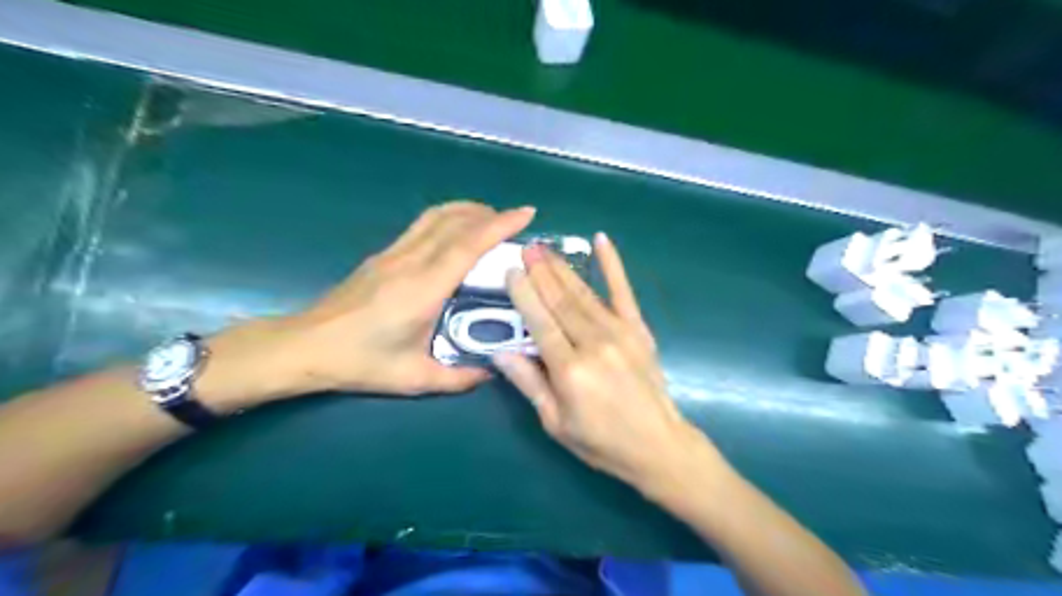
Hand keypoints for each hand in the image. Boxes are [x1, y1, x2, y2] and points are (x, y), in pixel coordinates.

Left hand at [205, 203, 539, 407]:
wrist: (306, 346)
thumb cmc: (360, 362)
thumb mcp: (414, 378)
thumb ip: (458, 378)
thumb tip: (491, 371)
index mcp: (424, 289)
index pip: (467, 245)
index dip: (499, 225)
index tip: (526, 213)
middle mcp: (411, 262)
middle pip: (455, 221)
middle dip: (489, 213)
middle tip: (515, 221)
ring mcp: (394, 254)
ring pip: (436, 217)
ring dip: (467, 210)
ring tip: (490, 219)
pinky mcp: (383, 255)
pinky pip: (422, 225)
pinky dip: (447, 218)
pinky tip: (455, 232)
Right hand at [500, 235, 722, 490]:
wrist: (658, 445)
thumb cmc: (601, 441)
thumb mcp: (555, 423)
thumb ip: (529, 384)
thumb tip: (500, 352)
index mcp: (570, 370)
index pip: (540, 322)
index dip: (524, 295)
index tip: (511, 270)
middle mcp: (593, 344)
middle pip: (560, 302)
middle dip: (541, 272)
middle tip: (525, 248)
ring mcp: (620, 333)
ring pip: (584, 294)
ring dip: (562, 268)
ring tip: (545, 248)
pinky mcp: (639, 330)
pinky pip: (623, 292)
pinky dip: (612, 265)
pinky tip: (601, 241)